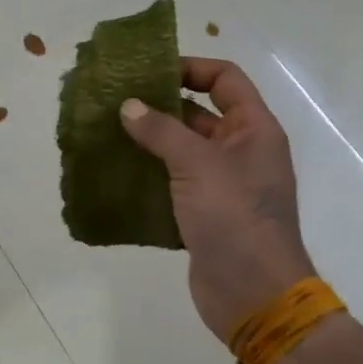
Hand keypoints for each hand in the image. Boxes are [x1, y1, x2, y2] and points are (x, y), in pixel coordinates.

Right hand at [119, 58, 316, 342]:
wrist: (254, 295)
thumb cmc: (234, 217)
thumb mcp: (197, 164)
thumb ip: (161, 130)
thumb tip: (129, 106)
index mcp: (253, 129)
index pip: (225, 79)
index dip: (191, 67)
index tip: (149, 71)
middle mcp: (241, 151)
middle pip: (199, 112)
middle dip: (160, 105)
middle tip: (116, 101)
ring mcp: (222, 184)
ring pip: (182, 149)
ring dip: (149, 141)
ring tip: (108, 133)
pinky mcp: (203, 213)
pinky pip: (173, 182)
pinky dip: (149, 175)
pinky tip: (116, 172)